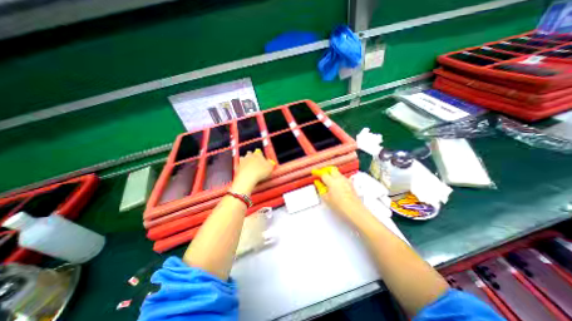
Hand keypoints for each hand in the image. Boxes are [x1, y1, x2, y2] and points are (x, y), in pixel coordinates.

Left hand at [233, 150, 275, 194]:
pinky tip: (244, 170)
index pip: (259, 152)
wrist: (247, 177)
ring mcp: (243, 160)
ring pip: (243, 158)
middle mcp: (250, 156)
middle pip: (250, 153)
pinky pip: (239, 164)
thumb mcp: (270, 167)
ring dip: (245, 160)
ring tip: (249, 166)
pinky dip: (241, 167)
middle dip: (252, 156)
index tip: (262, 159)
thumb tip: (270, 161)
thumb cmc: (260, 172)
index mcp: (258, 155)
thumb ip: (270, 163)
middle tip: (255, 161)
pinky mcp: (238, 166)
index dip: (261, 155)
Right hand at [315, 166, 368, 224]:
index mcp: (332, 182)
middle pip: (331, 169)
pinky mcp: (351, 184)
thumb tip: (318, 183)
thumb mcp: (326, 198)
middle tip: (322, 174)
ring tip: (329, 180)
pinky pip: (343, 177)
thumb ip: (321, 188)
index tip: (314, 172)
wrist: (354, 210)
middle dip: (326, 170)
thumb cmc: (339, 206)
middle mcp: (339, 178)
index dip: (318, 173)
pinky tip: (337, 184)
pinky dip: (338, 178)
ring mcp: (346, 180)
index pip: (323, 174)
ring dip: (332, 174)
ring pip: (338, 173)